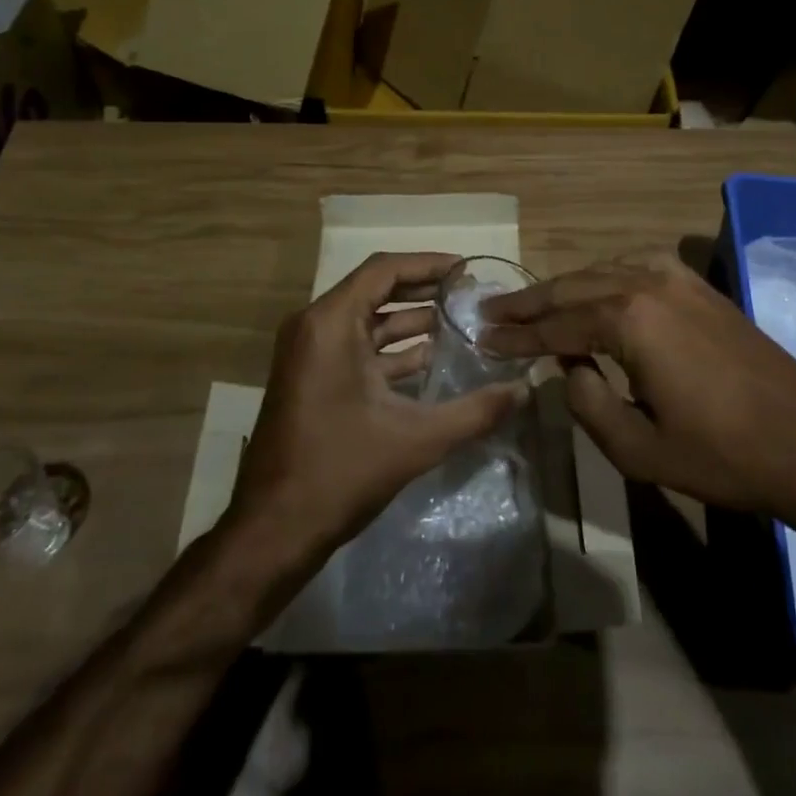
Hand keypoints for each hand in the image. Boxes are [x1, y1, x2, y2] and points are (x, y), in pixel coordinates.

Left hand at [227, 252, 529, 567]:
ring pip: (365, 320)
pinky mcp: (309, 378)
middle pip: (374, 289)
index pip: (383, 270)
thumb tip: (523, 391)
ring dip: (408, 320)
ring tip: (457, 323)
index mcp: (330, 324)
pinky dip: (390, 348)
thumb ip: (475, 412)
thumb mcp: (416, 439)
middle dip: (422, 289)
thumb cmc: (341, 472)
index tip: (465, 270)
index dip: (427, 264)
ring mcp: (308, 353)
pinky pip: (354, 346)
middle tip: (467, 294)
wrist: (272, 531)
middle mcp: (314, 327)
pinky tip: (429, 360)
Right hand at [481, 252, 795, 519]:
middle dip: (530, 302)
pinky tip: (594, 289)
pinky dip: (603, 276)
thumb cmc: (722, 455)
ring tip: (532, 303)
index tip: (481, 336)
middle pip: (573, 287)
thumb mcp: (637, 448)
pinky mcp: (699, 286)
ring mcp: (677, 278)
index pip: (556, 325)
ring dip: (565, 287)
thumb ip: (587, 402)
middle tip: (490, 311)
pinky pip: (635, 267)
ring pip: (602, 271)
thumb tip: (570, 367)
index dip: (516, 335)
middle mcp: (647, 283)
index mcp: (629, 319)